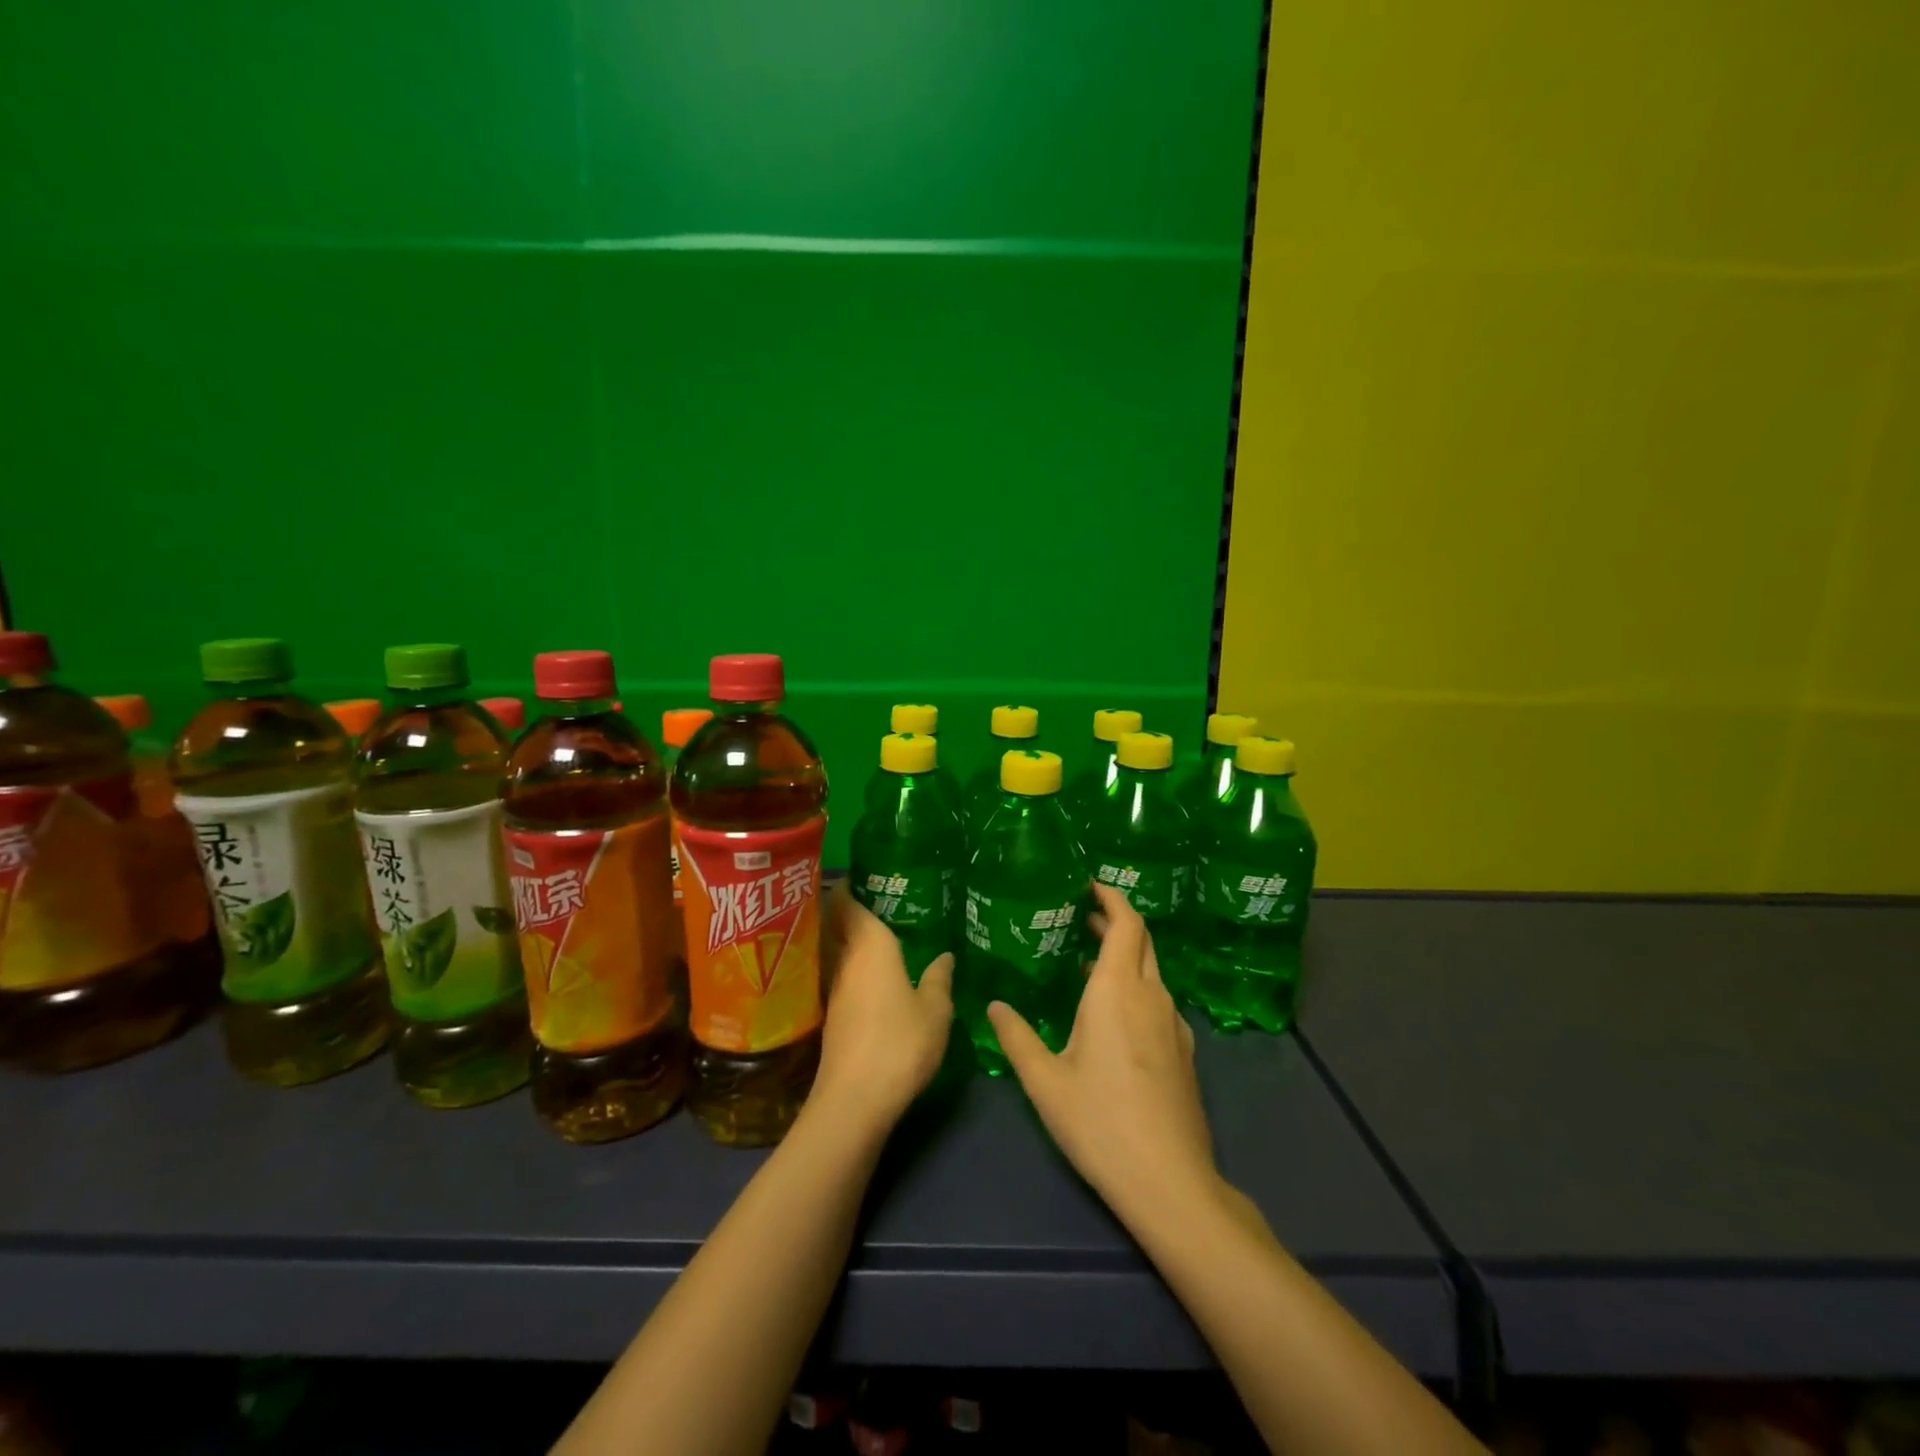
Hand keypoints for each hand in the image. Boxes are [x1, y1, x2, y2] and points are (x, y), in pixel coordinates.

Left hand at [811, 881, 954, 1128]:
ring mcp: (833, 987)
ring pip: (837, 948)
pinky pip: (839, 973)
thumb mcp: (935, 1010)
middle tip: (882, 900)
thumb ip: (940, 978)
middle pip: (837, 921)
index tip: (869, 875)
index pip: (848, 900)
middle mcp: (845, 958)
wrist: (854, 1100)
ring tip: (881, 932)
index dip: (852, 884)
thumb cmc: (900, 1042)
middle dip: (850, 907)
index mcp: (870, 944)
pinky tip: (873, 976)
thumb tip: (946, 955)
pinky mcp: (830, 1013)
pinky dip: (851, 966)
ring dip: (849, 938)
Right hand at [988, 884, 1216, 1220]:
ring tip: (1086, 960)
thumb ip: (1016, 1036)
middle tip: (1080, 917)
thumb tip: (993, 1005)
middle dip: (1114, 921)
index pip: (1126, 923)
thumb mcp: (1045, 1080)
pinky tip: (1111, 1013)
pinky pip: (1158, 998)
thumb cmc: (1100, 1123)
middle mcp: (1151, 996)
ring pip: (1151, 970)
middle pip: (1142, 940)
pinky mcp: (1183, 1050)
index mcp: (1118, 990)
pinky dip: (1135, 985)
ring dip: (1124, 954)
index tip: (1088, 885)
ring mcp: (1173, 1023)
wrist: (1170, 1182)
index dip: (1111, 898)